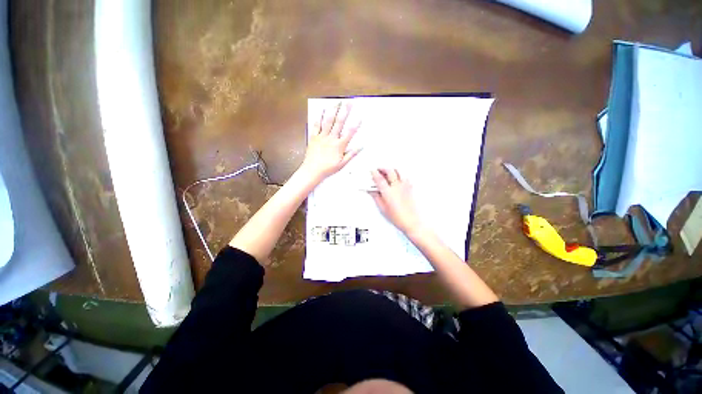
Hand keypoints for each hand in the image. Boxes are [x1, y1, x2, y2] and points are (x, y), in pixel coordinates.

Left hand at [300, 101, 360, 182]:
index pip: (349, 133)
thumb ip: (351, 154)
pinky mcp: (314, 137)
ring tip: (337, 102)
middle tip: (349, 103)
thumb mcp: (342, 164)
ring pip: (328, 121)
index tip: (360, 117)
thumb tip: (361, 147)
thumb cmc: (328, 168)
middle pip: (339, 123)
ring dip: (333, 111)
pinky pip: (316, 125)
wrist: (312, 170)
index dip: (356, 125)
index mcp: (339, 146)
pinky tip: (321, 110)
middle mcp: (331, 139)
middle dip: (345, 112)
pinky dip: (318, 117)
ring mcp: (322, 137)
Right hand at [369, 169, 423, 233]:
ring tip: (388, 171)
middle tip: (379, 169)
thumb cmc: (398, 217)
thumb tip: (372, 191)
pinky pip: (405, 177)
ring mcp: (405, 186)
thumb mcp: (382, 208)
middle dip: (383, 168)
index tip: (372, 171)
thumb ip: (376, 197)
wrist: (411, 222)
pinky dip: (400, 175)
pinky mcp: (410, 188)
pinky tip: (398, 178)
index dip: (374, 173)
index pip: (379, 178)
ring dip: (392, 169)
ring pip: (398, 172)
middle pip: (389, 171)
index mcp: (388, 192)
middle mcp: (397, 187)